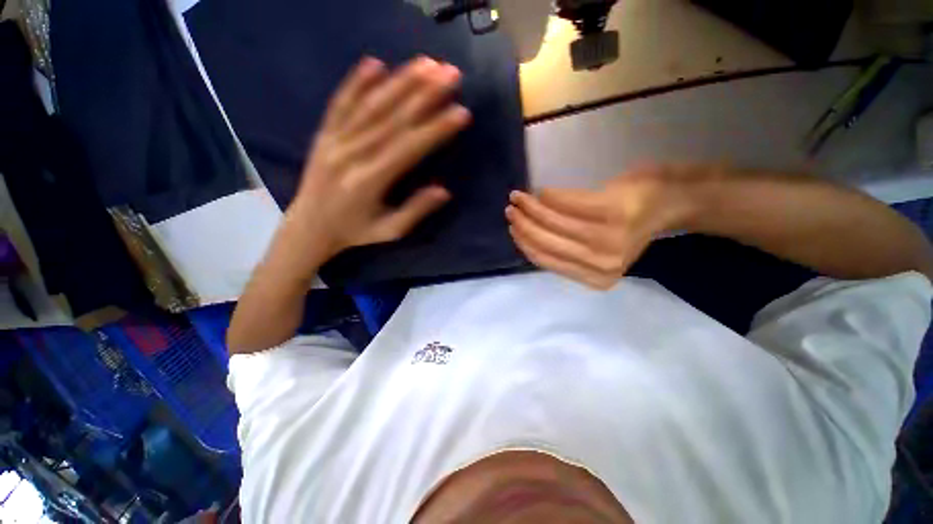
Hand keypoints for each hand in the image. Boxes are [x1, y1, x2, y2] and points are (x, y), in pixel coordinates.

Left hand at [286, 55, 470, 258]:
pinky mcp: (323, 133)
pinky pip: (340, 103)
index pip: (409, 148)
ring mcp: (334, 140)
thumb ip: (415, 210)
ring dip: (400, 81)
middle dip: (425, 94)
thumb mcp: (390, 231)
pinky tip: (375, 63)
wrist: (310, 227)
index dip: (436, 129)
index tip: (461, 112)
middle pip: (392, 118)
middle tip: (451, 73)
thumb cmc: (356, 231)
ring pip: (370, 105)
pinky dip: (356, 82)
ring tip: (426, 63)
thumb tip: (444, 190)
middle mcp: (351, 154)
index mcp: (369, 181)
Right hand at [506, 166, 696, 289]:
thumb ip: (566, 253)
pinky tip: (541, 192)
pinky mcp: (611, 212)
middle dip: (523, 224)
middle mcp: (600, 264)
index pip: (547, 260)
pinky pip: (568, 203)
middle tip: (511, 209)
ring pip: (554, 222)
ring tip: (519, 197)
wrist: (669, 203)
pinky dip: (550, 196)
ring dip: (531, 207)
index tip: (512, 229)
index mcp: (595, 278)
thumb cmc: (628, 228)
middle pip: (547, 242)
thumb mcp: (596, 251)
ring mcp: (607, 238)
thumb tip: (528, 238)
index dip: (525, 244)